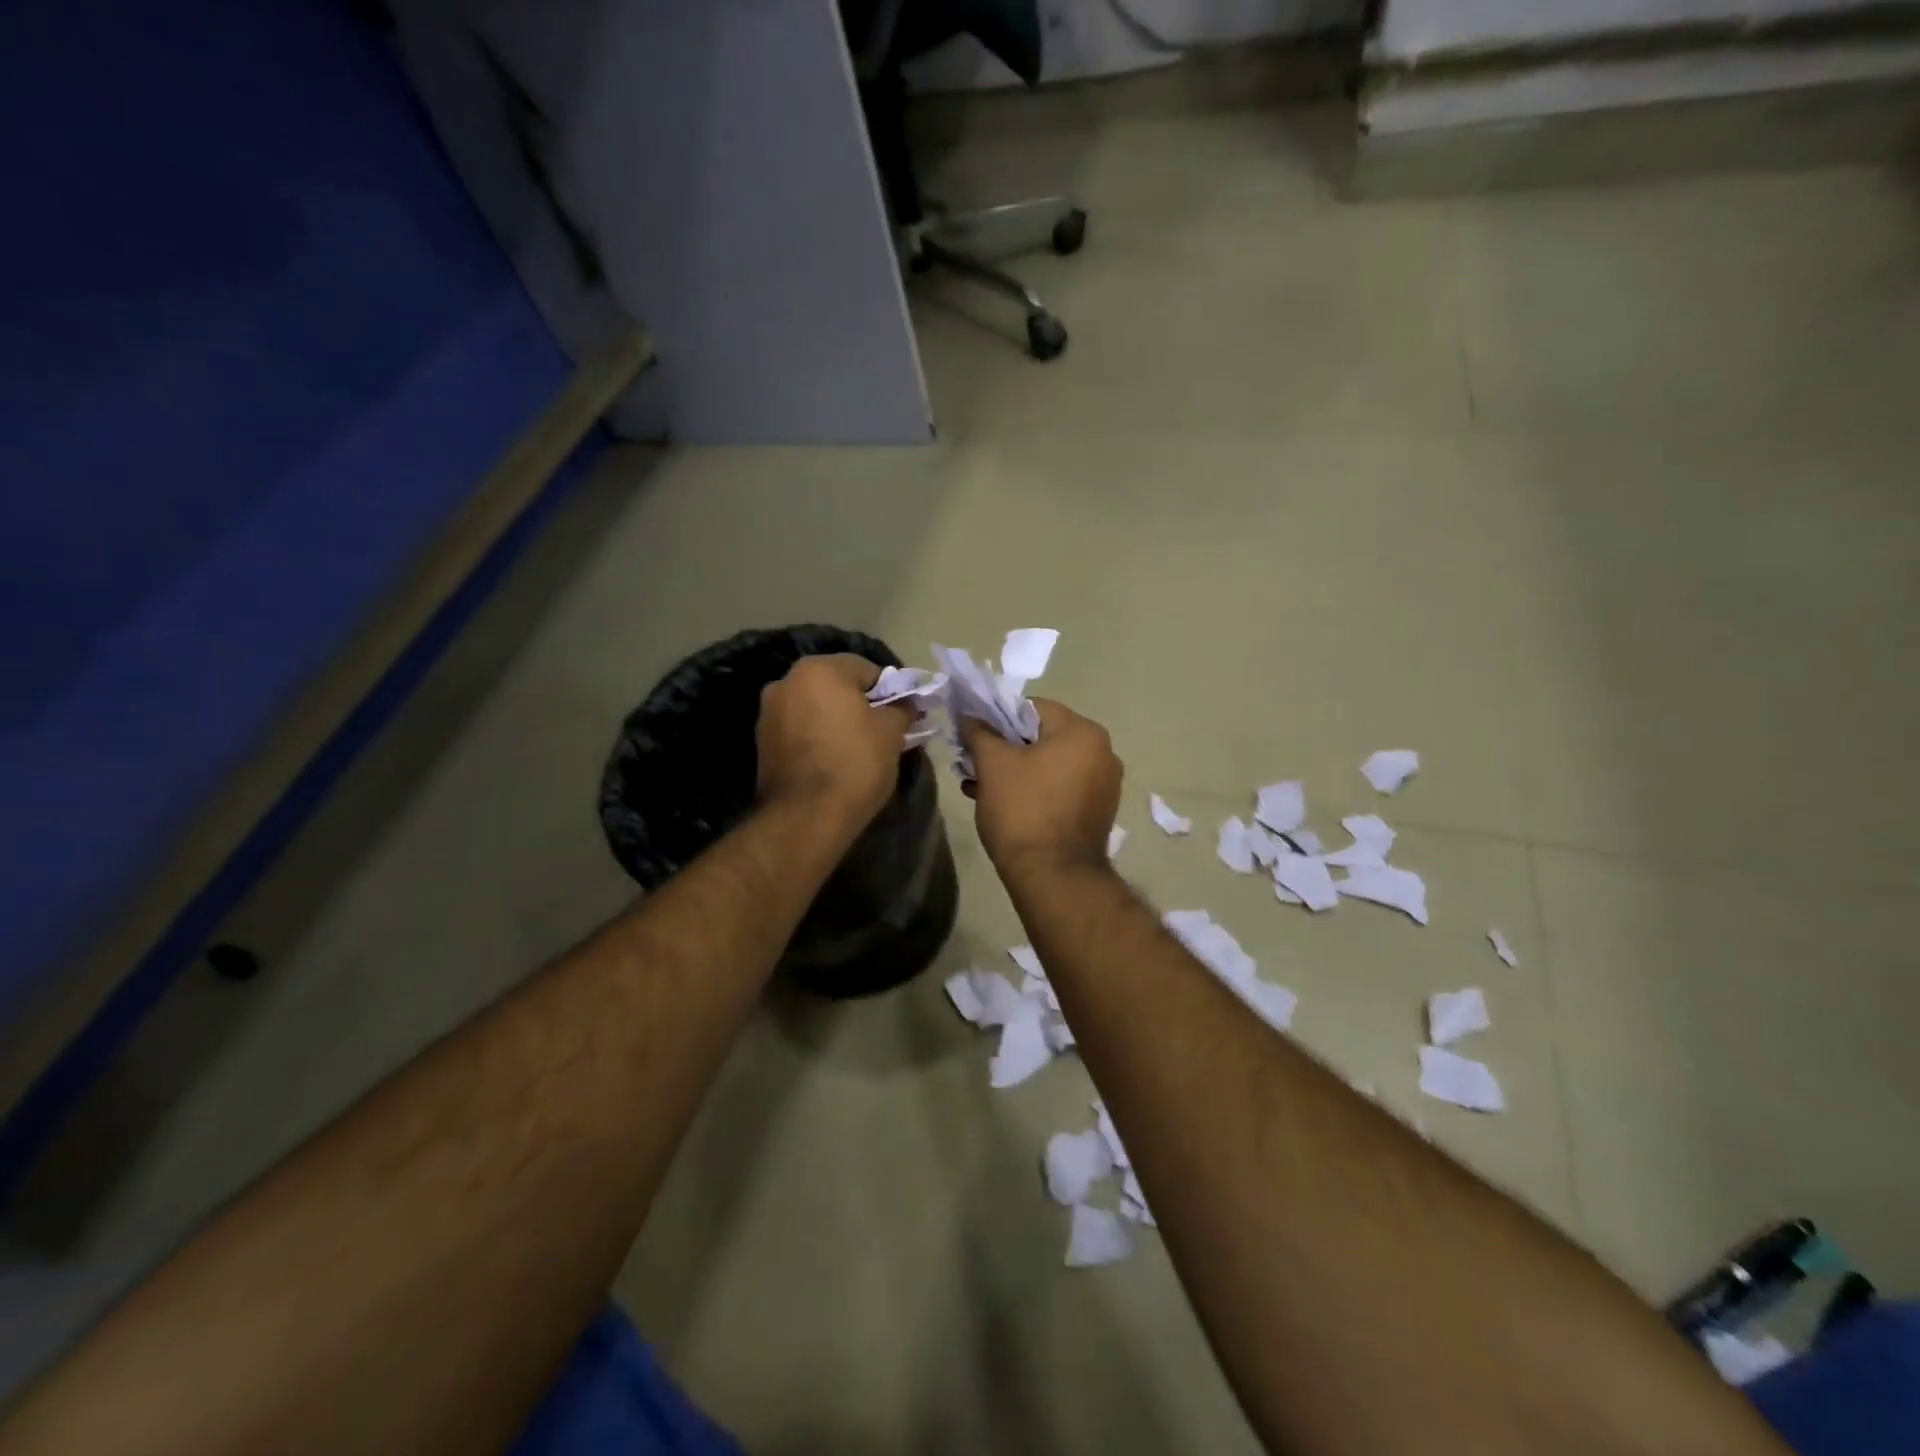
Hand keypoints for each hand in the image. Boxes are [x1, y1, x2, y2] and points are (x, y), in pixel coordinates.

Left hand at [756, 655, 911, 825]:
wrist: (805, 817)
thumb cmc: (855, 764)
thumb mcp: (891, 733)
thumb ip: (901, 708)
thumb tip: (907, 703)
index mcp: (819, 669)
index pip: (867, 670)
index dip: (890, 692)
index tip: (903, 716)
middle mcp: (786, 681)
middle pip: (837, 686)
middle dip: (860, 705)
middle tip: (883, 733)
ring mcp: (768, 712)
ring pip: (816, 708)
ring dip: (837, 721)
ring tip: (857, 751)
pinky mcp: (762, 742)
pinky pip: (800, 730)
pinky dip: (817, 738)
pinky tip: (833, 761)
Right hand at [960, 700, 1122, 877]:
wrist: (1054, 877)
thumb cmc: (1023, 810)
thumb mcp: (993, 764)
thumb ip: (979, 732)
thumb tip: (969, 716)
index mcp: (1083, 731)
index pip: (1032, 708)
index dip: (997, 717)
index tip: (973, 736)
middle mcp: (1103, 752)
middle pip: (1041, 737)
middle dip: (1003, 748)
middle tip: (972, 763)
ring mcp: (1104, 785)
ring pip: (1048, 765)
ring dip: (1014, 771)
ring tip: (978, 787)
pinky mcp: (1097, 812)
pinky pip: (1060, 788)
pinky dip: (1033, 790)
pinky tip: (1002, 805)